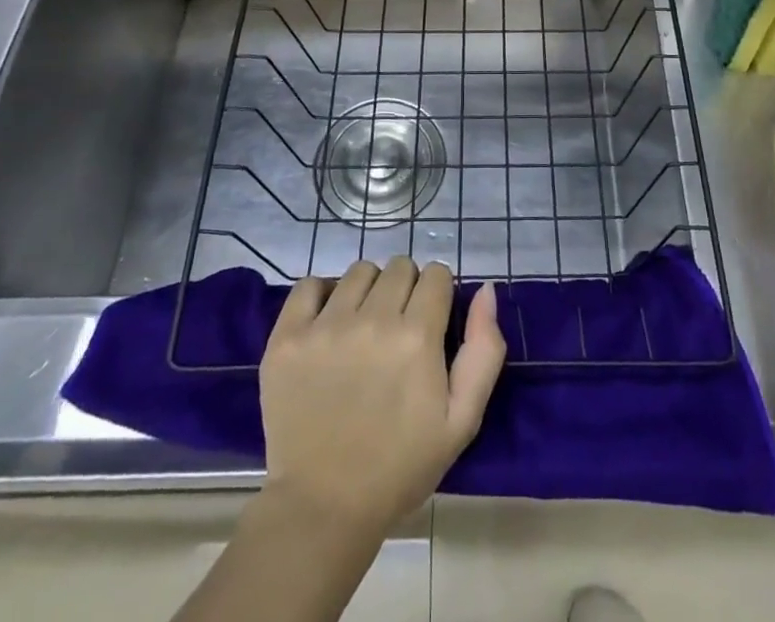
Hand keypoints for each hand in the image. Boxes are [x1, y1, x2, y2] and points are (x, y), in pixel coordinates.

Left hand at [260, 257, 505, 535]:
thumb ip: (484, 350)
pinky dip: (321, 295)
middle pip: (400, 267)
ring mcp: (326, 326)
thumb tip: (486, 289)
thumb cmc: (401, 466)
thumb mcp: (462, 420)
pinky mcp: (288, 338)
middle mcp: (373, 320)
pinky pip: (309, 284)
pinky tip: (327, 323)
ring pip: (359, 272)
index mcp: (417, 336)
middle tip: (397, 331)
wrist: (324, 508)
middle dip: (406, 290)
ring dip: (368, 291)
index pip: (436, 274)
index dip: (438, 295)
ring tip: (362, 328)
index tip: (430, 323)